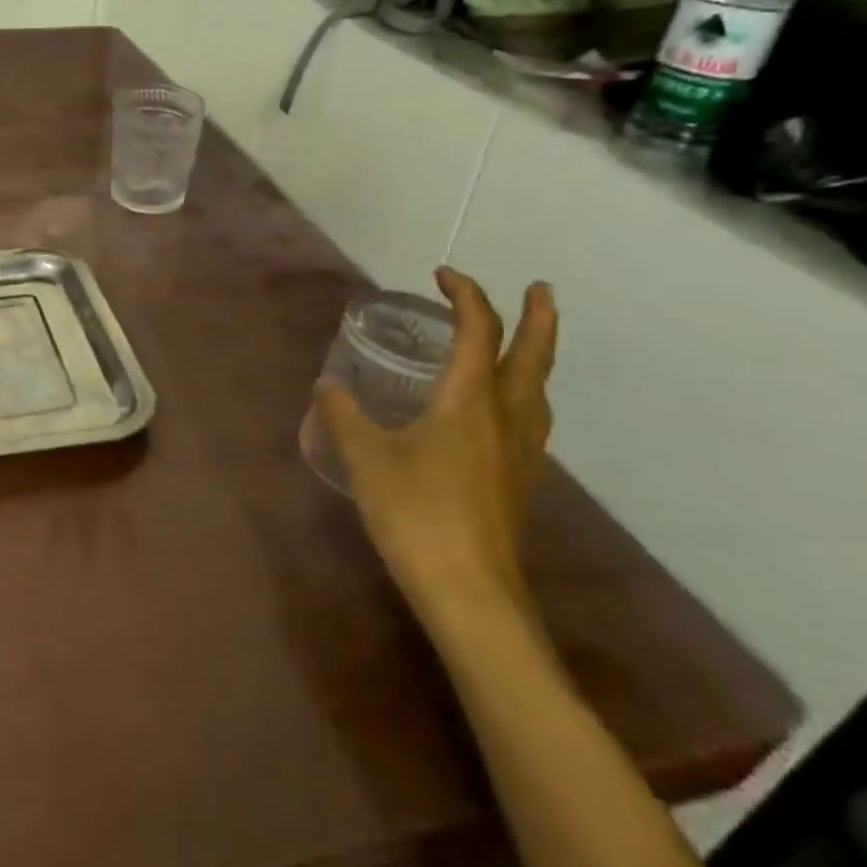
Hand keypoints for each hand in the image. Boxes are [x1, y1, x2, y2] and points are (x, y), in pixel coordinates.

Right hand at [315, 268, 557, 625]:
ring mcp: (520, 452)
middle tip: (539, 287)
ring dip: (537, 356)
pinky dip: (523, 393)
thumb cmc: (415, 512)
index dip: (465, 295)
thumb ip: (343, 414)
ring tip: (523, 344)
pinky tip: (500, 412)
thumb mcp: (365, 457)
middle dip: (538, 317)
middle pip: (534, 355)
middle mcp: (505, 416)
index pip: (479, 330)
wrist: (469, 592)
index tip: (442, 274)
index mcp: (470, 398)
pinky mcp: (519, 481)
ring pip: (539, 389)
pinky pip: (531, 419)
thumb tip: (327, 384)